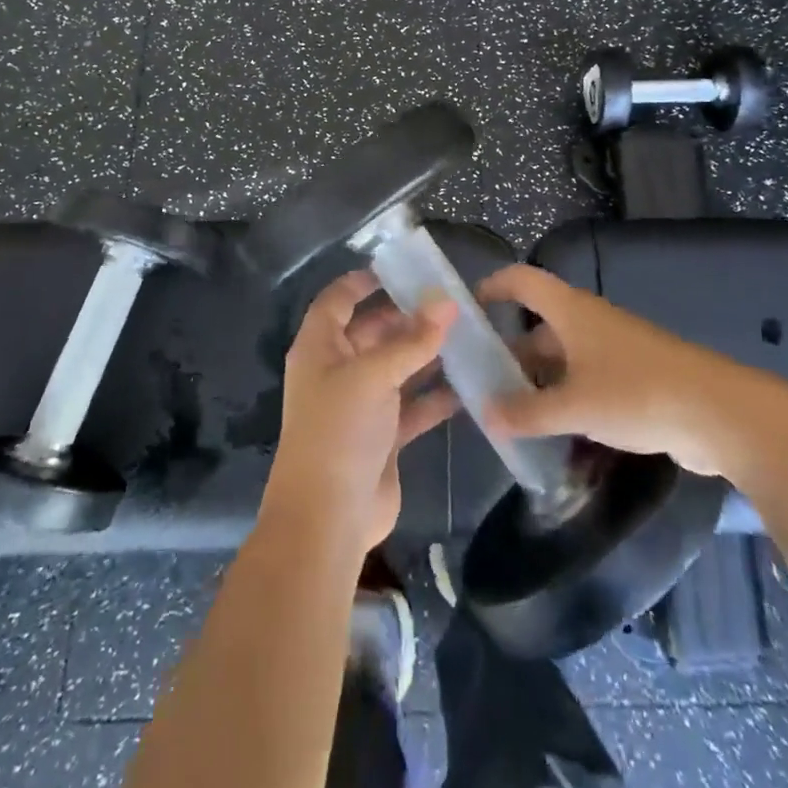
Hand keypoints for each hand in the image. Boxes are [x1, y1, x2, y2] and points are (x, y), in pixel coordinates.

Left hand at [261, 270, 456, 554]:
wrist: (327, 519)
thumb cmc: (339, 432)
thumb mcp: (374, 376)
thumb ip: (412, 340)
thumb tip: (447, 302)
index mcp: (319, 348)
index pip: (337, 300)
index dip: (362, 281)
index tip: (401, 268)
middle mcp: (337, 371)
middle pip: (372, 331)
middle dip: (406, 316)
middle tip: (450, 301)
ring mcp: (360, 405)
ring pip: (396, 368)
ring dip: (425, 354)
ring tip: (466, 334)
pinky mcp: (382, 436)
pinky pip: (412, 406)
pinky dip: (435, 396)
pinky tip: (468, 385)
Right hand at [477, 264, 762, 477]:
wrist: (719, 413)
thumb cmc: (637, 393)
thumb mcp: (574, 405)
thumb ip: (527, 412)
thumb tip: (486, 415)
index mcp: (571, 312)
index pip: (523, 281)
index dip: (492, 287)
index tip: (466, 313)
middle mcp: (589, 323)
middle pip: (539, 329)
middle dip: (509, 356)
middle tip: (479, 389)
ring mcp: (614, 352)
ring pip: (562, 362)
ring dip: (537, 386)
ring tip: (509, 420)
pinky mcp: (633, 381)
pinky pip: (586, 385)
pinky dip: (565, 403)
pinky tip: (553, 436)